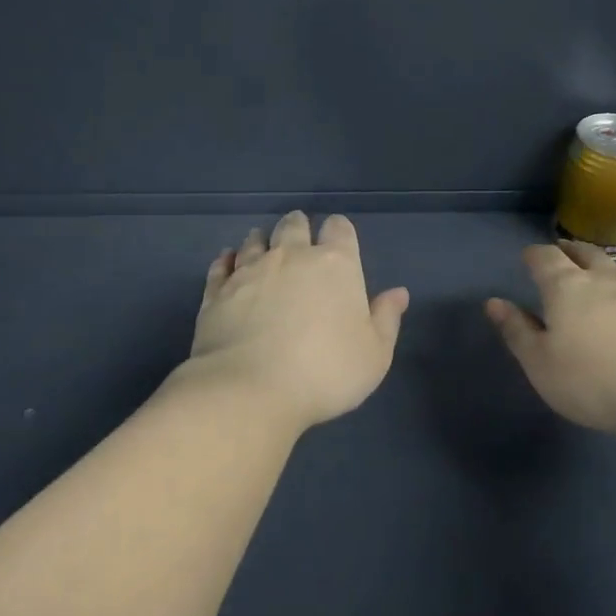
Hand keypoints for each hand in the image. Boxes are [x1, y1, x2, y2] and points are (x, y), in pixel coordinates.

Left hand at [186, 211, 410, 431]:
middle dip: (299, 227)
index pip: (339, 228)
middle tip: (300, 237)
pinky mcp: (217, 292)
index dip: (340, 231)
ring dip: (262, 240)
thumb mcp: (374, 354)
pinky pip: (221, 266)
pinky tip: (228, 263)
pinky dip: (226, 261)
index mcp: (335, 265)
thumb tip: (398, 293)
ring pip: (255, 240)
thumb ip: (386, 318)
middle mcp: (291, 256)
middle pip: (293, 225)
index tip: (339, 241)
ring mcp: (249, 271)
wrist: (250, 390)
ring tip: (264, 246)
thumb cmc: (325, 372)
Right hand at [486, 242, 615, 440]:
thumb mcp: (541, 364)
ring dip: (603, 264)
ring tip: (598, 269)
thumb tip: (493, 302)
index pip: (546, 258)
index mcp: (567, 287)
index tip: (528, 256)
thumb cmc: (594, 380)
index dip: (535, 255)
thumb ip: (517, 332)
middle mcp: (604, 280)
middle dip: (570, 250)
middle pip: (586, 253)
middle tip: (563, 251)